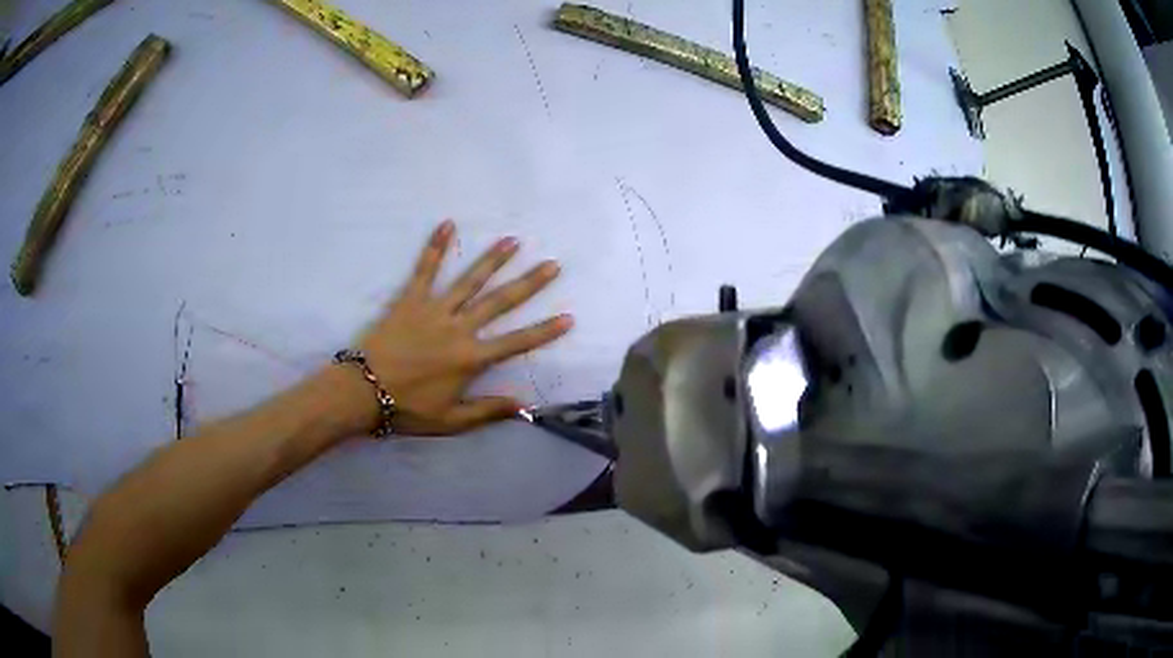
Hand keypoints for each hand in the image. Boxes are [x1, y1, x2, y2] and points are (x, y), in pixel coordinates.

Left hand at [343, 220, 571, 434]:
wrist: (363, 391)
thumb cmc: (407, 408)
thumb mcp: (451, 420)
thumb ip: (488, 410)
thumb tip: (525, 405)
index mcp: (471, 358)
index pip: (516, 342)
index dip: (544, 331)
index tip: (568, 317)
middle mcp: (459, 328)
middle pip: (499, 302)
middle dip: (528, 283)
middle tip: (551, 264)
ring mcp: (434, 310)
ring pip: (469, 281)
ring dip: (492, 260)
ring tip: (513, 241)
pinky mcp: (410, 300)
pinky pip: (424, 270)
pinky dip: (435, 246)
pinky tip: (447, 224)